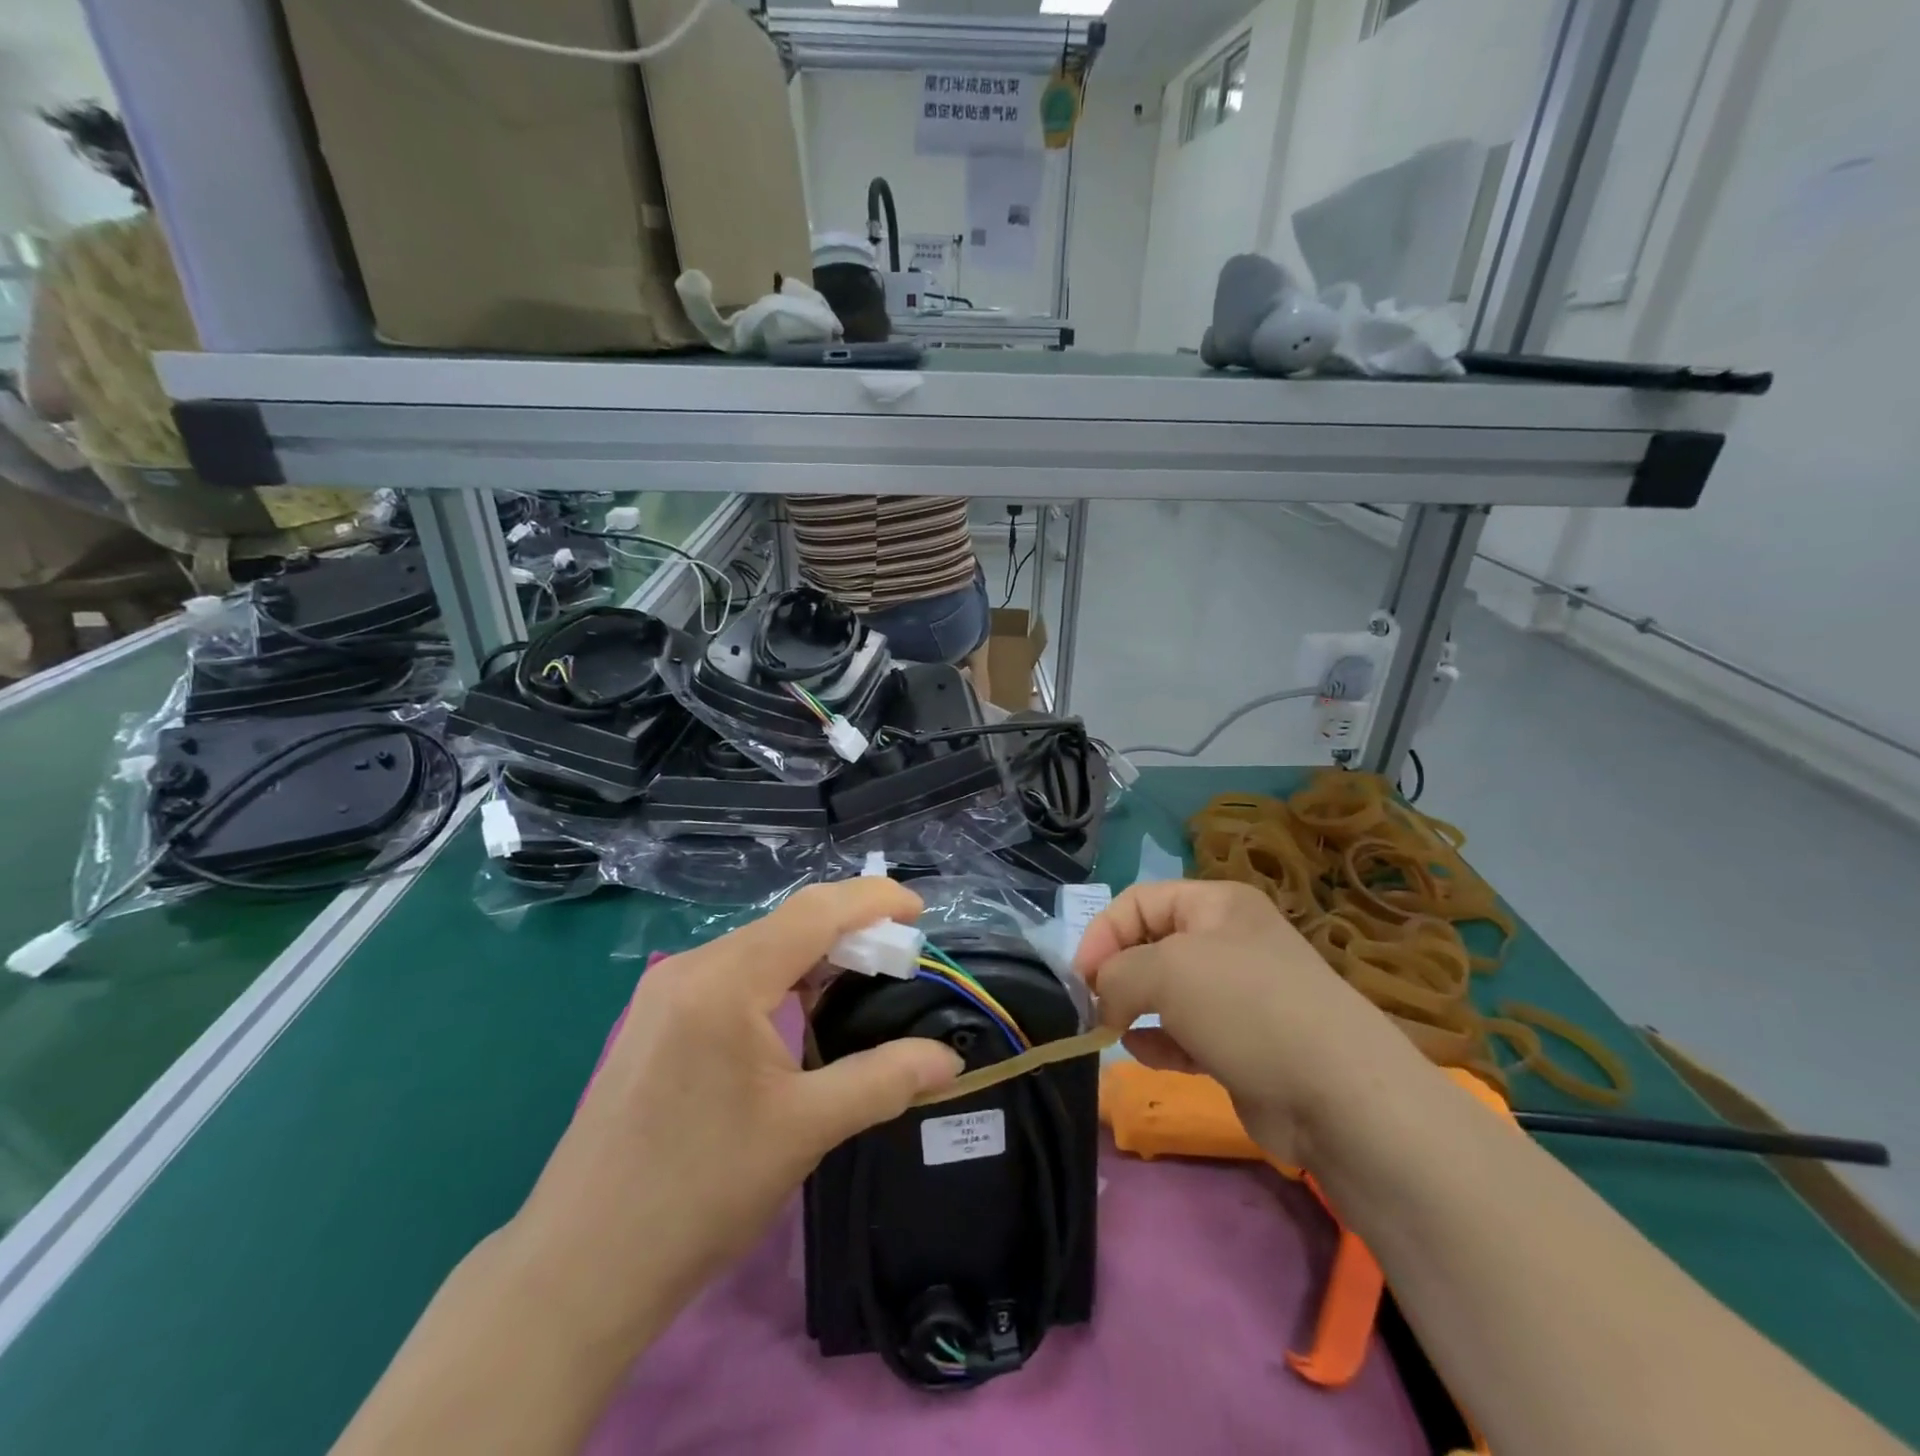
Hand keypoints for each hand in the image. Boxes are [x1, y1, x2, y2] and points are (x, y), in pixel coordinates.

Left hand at [509, 880, 962, 1352]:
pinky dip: (779, 977)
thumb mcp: (805, 1130)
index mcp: (725, 980)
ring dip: (815, 955)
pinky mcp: (656, 1019)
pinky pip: (732, 973)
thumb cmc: (698, 1193)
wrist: (579, 1269)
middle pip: (787, 923)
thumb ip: (884, 1080)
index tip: (921, 910)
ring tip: (863, 981)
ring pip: (759, 947)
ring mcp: (666, 991)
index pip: (815, 911)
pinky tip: (802, 1008)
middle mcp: (691, 968)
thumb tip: (950, 1060)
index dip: (874, 900)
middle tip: (901, 958)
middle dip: (850, 930)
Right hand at [1074, 880, 1427, 1168]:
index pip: (1138, 901)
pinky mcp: (1241, 1045)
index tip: (1081, 978)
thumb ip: (1117, 974)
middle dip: (1117, 973)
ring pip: (1166, 992)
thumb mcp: (1166, 970)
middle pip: (1151, 945)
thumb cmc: (1245, 1007)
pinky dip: (1159, 1040)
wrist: (1336, 1094)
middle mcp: (1227, 941)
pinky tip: (1141, 1053)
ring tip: (1111, 1030)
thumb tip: (1103, 1000)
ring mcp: (1237, 996)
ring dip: (1134, 1009)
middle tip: (1094, 1007)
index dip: (1103, 932)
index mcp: (1215, 904)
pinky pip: (1185, 1033)